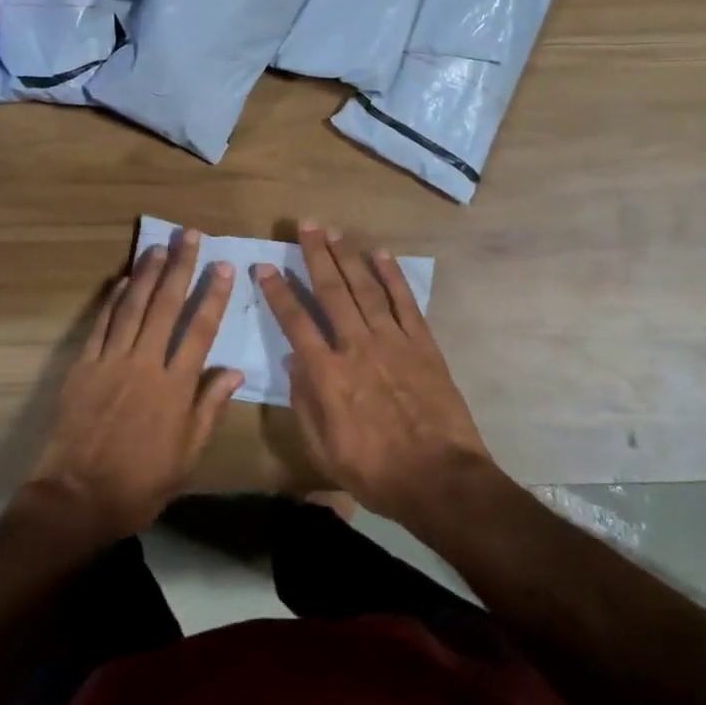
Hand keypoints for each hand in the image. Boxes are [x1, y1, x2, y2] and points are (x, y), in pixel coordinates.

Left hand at [25, 230, 241, 541]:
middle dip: (179, 268)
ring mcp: (110, 362)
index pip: (200, 330)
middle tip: (189, 236)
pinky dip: (112, 300)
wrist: (77, 498)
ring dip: (146, 274)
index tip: (223, 267)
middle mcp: (144, 364)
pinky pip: (101, 325)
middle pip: (165, 306)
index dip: (213, 296)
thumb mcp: (188, 454)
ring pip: (132, 307)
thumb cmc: (141, 482)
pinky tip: (121, 281)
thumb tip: (235, 371)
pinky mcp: (83, 366)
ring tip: (158, 246)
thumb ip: (210, 408)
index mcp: (175, 387)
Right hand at [255, 222, 492, 522]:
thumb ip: (304, 401)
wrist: (439, 479)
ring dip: (348, 256)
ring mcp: (393, 341)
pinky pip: (405, 302)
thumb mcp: (323, 448)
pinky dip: (393, 277)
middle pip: (331, 292)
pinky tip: (381, 255)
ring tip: (334, 230)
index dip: (278, 292)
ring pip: (366, 288)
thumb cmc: (375, 471)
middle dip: (315, 255)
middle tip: (304, 225)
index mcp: (328, 374)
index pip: (295, 322)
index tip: (266, 266)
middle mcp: (357, 347)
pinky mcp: (423, 344)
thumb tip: (295, 359)